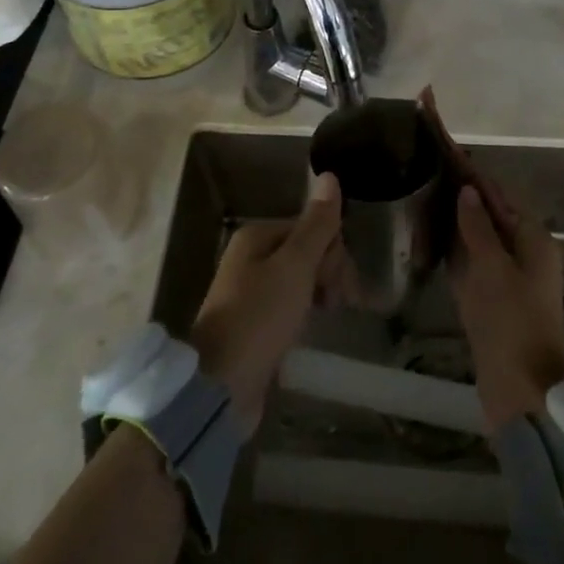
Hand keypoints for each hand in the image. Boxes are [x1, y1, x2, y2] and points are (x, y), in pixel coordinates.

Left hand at [189, 172, 344, 430]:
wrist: (220, 387)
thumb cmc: (260, 318)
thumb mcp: (295, 266)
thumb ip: (316, 224)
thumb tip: (330, 176)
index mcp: (257, 236)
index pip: (311, 227)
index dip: (333, 253)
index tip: (343, 285)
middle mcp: (250, 258)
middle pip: (306, 251)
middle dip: (330, 273)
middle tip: (339, 304)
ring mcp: (250, 292)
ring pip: (301, 280)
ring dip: (321, 293)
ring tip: (330, 318)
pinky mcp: (254, 325)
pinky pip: (290, 306)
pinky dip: (305, 313)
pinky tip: (312, 330)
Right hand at [449, 182, 563, 431]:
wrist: (522, 392)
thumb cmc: (511, 323)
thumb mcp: (492, 269)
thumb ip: (478, 227)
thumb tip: (467, 190)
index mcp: (533, 239)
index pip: (498, 193)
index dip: (471, 170)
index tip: (446, 146)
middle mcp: (523, 252)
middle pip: (489, 212)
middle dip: (461, 190)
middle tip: (428, 165)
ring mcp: (507, 277)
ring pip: (478, 236)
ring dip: (455, 216)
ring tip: (424, 191)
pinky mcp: (492, 299)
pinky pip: (471, 262)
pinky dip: (453, 246)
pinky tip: (430, 234)